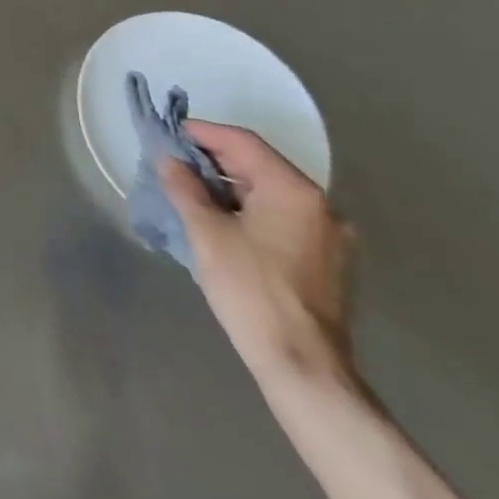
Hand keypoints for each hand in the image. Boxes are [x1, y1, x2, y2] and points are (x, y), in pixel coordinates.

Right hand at [160, 123, 356, 390]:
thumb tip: (170, 160)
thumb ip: (185, 188)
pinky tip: (223, 222)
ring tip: (192, 192)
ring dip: (231, 187)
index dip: (203, 133)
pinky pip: (282, 217)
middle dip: (214, 160)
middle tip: (175, 163)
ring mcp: (328, 235)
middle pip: (259, 165)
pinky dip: (250, 210)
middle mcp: (319, 205)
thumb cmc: (251, 290)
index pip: (243, 142)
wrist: (303, 366)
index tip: (170, 133)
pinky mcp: (327, 261)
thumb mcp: (206, 232)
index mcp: (293, 190)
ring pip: (270, 193)